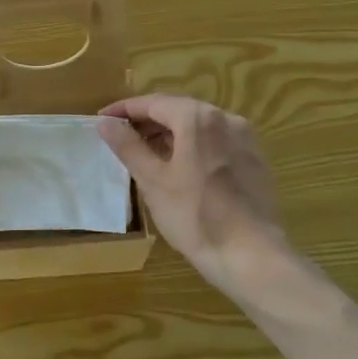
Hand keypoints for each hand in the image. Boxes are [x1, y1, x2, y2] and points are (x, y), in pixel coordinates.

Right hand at [96, 94, 284, 290]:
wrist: (251, 256)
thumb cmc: (194, 216)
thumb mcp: (153, 180)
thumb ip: (128, 146)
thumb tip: (105, 123)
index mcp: (198, 118)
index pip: (153, 103)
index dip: (124, 109)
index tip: (102, 120)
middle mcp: (226, 118)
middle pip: (178, 110)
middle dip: (147, 120)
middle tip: (120, 136)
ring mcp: (246, 139)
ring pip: (199, 126)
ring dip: (170, 133)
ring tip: (146, 152)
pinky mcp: (256, 161)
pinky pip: (217, 142)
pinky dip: (193, 146)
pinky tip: (180, 167)